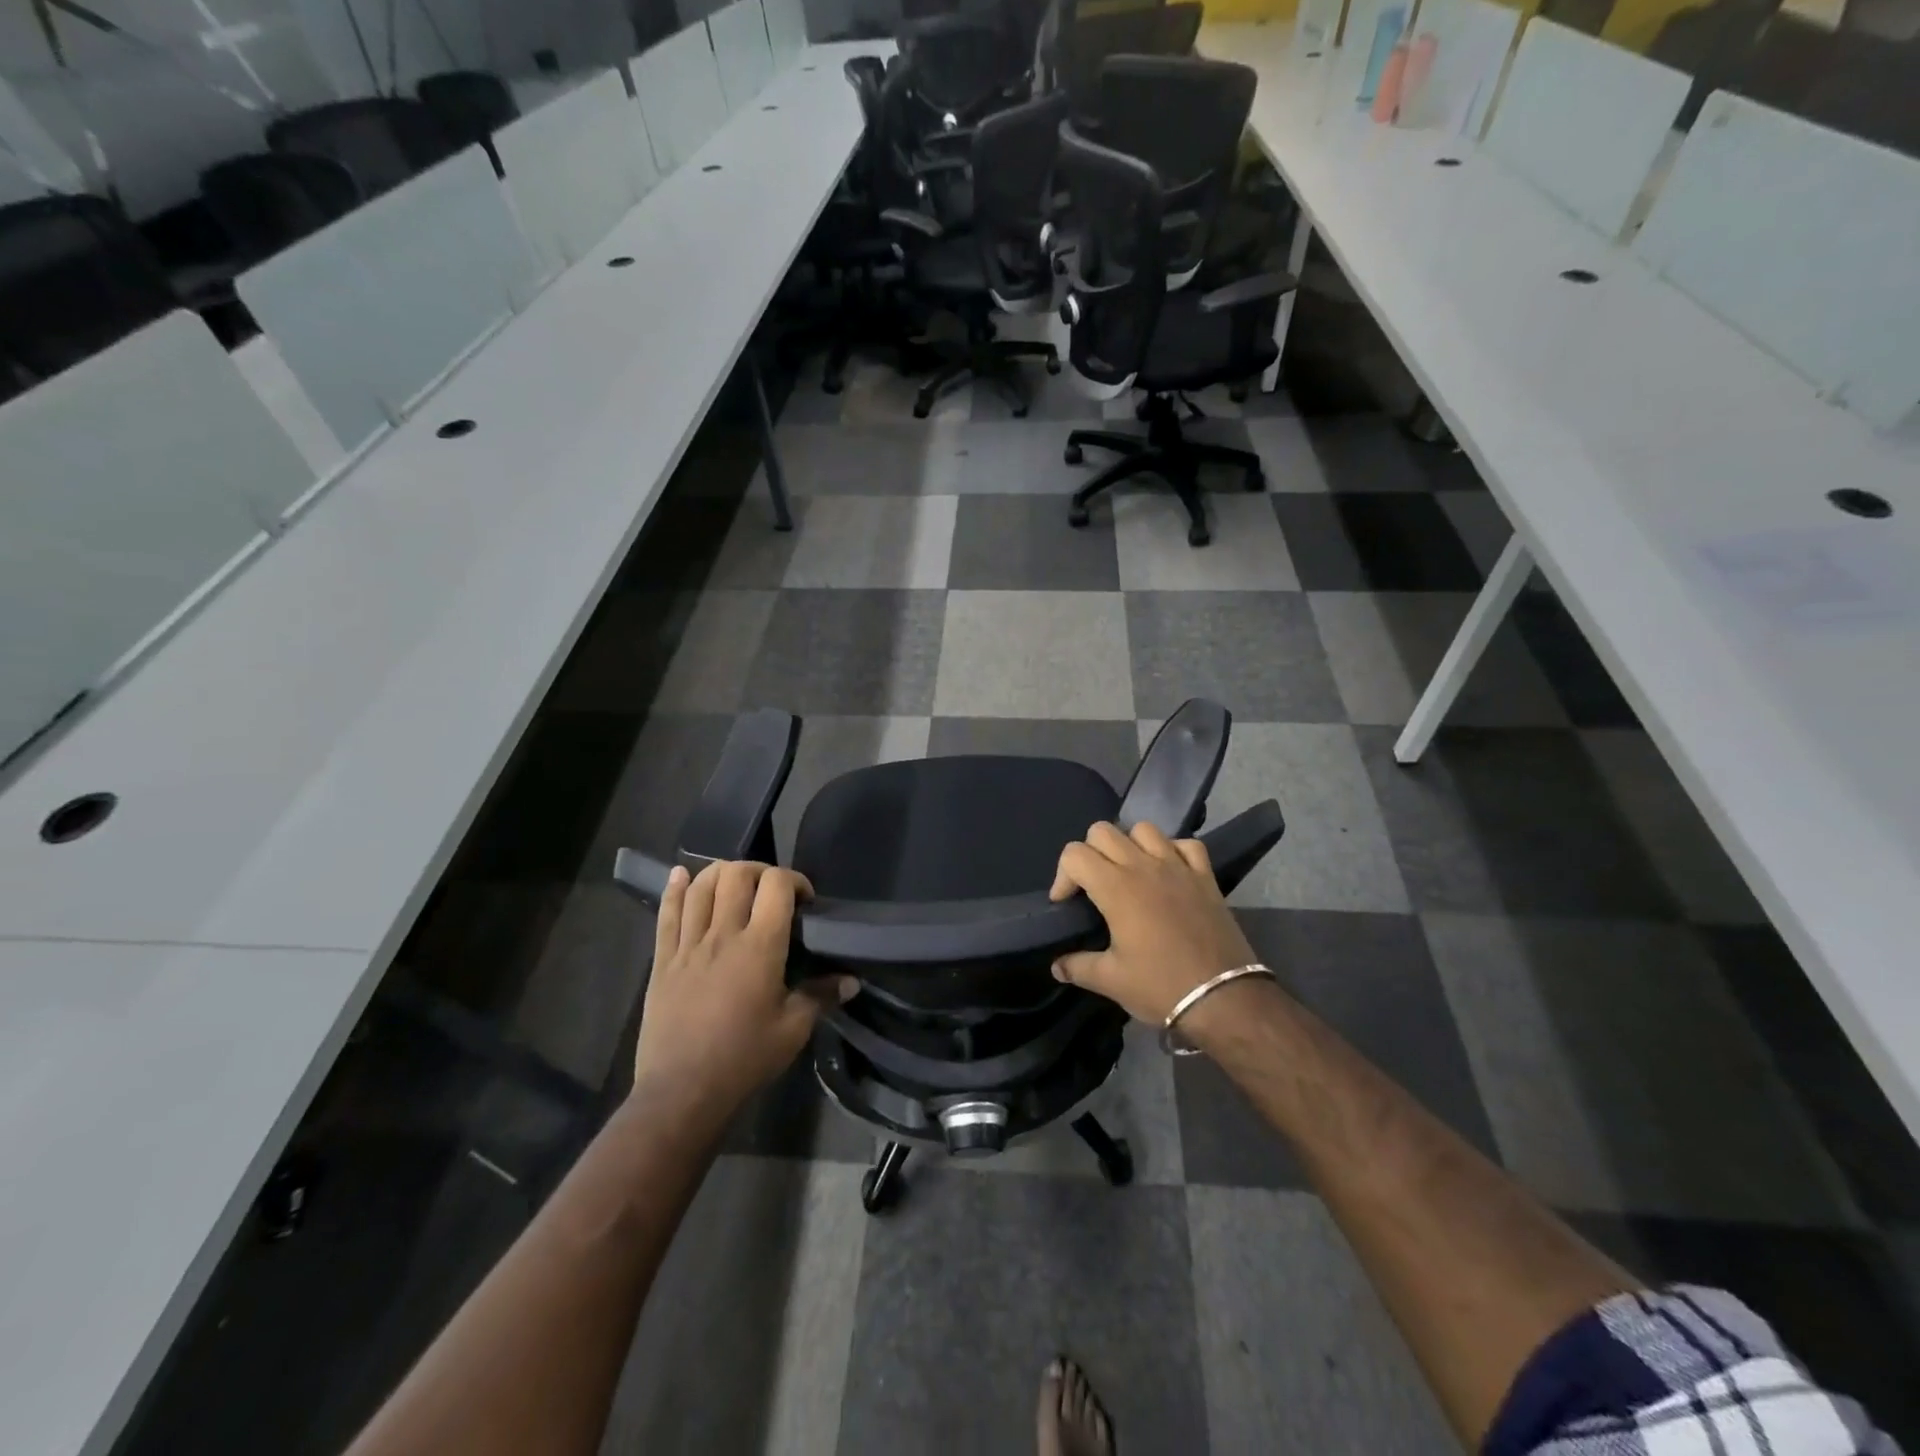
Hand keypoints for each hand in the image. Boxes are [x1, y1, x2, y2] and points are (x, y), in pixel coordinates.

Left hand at [632, 861, 854, 1119]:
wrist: (682, 1092)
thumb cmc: (744, 1059)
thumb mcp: (793, 1030)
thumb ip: (822, 996)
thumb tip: (852, 980)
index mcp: (760, 947)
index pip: (776, 885)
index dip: (794, 880)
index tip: (804, 900)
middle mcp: (723, 935)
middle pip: (736, 874)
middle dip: (759, 870)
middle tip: (771, 891)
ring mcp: (688, 945)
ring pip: (700, 886)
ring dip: (720, 873)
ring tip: (734, 884)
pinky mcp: (663, 960)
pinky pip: (666, 913)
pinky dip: (674, 888)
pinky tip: (681, 875)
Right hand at [1048, 821, 1263, 1033]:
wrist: (1224, 999)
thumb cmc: (1161, 987)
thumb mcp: (1111, 981)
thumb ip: (1077, 967)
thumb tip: (1057, 966)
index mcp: (1116, 888)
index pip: (1074, 855)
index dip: (1062, 876)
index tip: (1066, 904)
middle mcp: (1144, 866)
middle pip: (1103, 831)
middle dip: (1089, 853)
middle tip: (1092, 886)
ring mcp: (1178, 867)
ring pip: (1144, 829)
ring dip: (1129, 845)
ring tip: (1128, 874)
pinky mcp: (1205, 877)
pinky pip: (1186, 844)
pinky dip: (1172, 850)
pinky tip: (1168, 872)